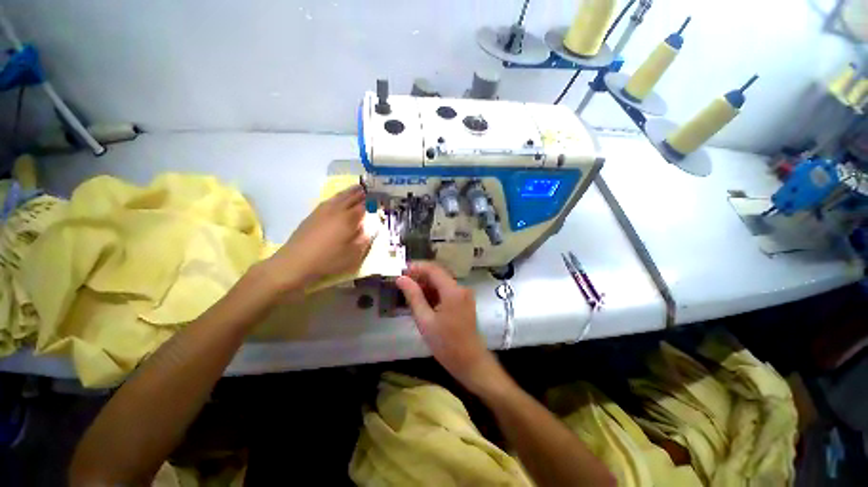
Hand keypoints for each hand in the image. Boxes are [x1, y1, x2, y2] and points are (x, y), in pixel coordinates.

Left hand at [266, 185, 369, 290]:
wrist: (296, 261)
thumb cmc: (328, 259)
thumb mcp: (353, 254)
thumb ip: (365, 239)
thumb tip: (372, 227)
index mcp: (348, 218)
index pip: (365, 206)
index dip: (373, 202)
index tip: (381, 199)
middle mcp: (337, 210)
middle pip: (352, 197)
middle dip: (362, 193)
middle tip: (371, 189)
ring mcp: (323, 210)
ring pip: (340, 196)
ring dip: (350, 191)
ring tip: (358, 188)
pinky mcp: (314, 214)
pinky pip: (330, 199)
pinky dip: (338, 196)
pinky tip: (339, 198)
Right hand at [396, 262, 501, 392]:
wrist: (470, 362)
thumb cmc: (446, 344)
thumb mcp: (425, 320)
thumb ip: (413, 296)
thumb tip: (401, 278)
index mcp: (452, 291)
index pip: (433, 269)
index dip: (416, 267)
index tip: (400, 272)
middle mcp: (461, 288)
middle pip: (438, 274)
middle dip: (420, 276)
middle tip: (402, 284)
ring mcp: (464, 294)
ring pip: (441, 282)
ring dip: (426, 285)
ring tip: (409, 294)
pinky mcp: (463, 301)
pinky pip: (446, 290)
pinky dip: (434, 293)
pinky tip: (422, 301)